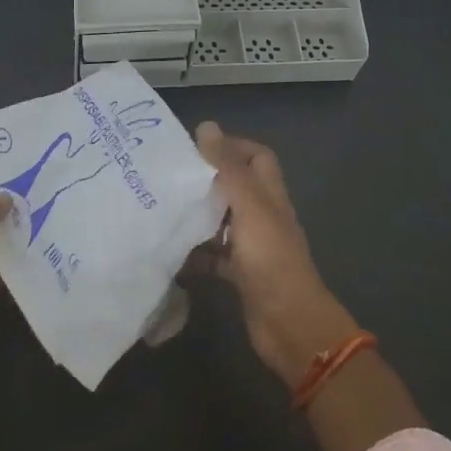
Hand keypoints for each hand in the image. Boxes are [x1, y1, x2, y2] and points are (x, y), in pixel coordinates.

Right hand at [194, 122, 358, 384]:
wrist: (289, 324)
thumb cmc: (270, 258)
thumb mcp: (248, 206)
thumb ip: (227, 168)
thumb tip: (207, 126)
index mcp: (269, 194)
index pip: (256, 156)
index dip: (231, 147)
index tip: (195, 148)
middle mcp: (262, 215)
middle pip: (235, 187)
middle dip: (205, 180)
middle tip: (168, 178)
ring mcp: (252, 246)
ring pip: (221, 221)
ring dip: (197, 215)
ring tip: (161, 209)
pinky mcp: (240, 273)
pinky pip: (213, 255)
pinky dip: (194, 253)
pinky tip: (169, 252)